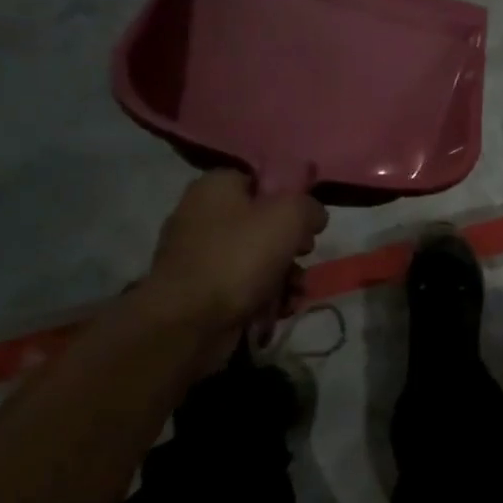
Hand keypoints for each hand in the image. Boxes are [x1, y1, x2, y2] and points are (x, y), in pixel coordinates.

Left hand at [147, 171, 328, 337]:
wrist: (189, 322)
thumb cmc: (239, 257)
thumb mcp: (290, 216)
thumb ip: (310, 206)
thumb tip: (313, 218)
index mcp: (215, 187)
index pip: (261, 180)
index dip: (290, 197)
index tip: (307, 219)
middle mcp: (201, 216)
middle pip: (263, 222)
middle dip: (292, 243)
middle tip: (303, 253)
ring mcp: (199, 256)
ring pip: (258, 257)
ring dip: (285, 274)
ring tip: (296, 290)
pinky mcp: (201, 291)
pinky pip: (244, 286)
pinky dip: (266, 296)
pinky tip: (280, 308)